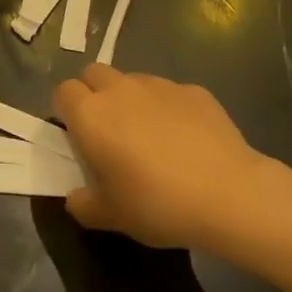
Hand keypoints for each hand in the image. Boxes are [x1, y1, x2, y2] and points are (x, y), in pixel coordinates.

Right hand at [57, 64, 269, 248]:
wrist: (228, 193)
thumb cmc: (157, 204)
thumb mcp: (111, 218)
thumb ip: (84, 204)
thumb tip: (76, 197)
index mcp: (91, 115)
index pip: (64, 91)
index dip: (67, 111)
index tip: (78, 137)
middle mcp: (120, 89)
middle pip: (94, 73)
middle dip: (94, 94)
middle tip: (108, 131)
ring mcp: (159, 85)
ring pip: (132, 80)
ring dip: (131, 99)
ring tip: (150, 136)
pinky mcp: (193, 90)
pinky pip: (169, 93)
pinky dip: (168, 108)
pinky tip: (186, 140)